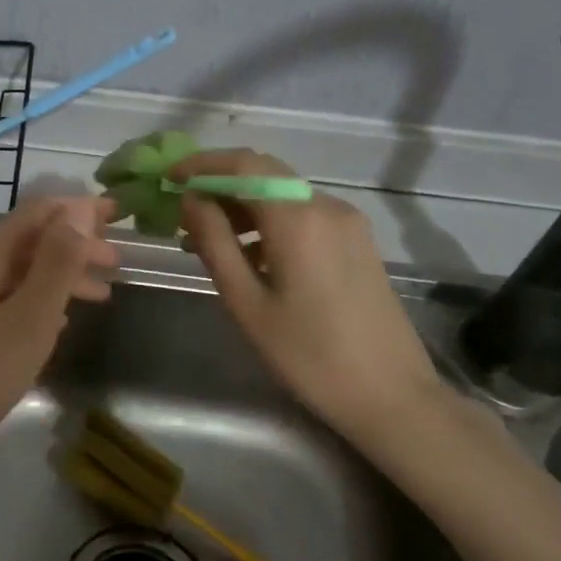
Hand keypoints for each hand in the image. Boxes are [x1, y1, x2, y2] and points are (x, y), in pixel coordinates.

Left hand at [0, 196, 117, 488]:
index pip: (37, 211)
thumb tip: (77, 210)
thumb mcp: (27, 320)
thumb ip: (55, 264)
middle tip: (117, 263)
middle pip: (26, 239)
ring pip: (14, 271)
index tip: (118, 213)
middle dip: (73, 245)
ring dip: (57, 276)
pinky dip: (34, 299)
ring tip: (98, 295)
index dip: (79, 208)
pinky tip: (54, 323)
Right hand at [173, 150, 448, 445]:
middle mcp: (325, 206)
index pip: (243, 165)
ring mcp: (346, 222)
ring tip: (204, 239)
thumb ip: (214, 242)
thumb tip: (191, 199)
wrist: (391, 396)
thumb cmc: (308, 354)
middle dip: (219, 182)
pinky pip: (302, 215)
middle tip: (182, 209)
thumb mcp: (247, 302)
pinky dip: (267, 222)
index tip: (169, 178)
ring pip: (282, 194)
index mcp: (298, 218)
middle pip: (264, 173)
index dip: (201, 164)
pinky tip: (247, 254)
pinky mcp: (356, 241)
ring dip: (242, 205)